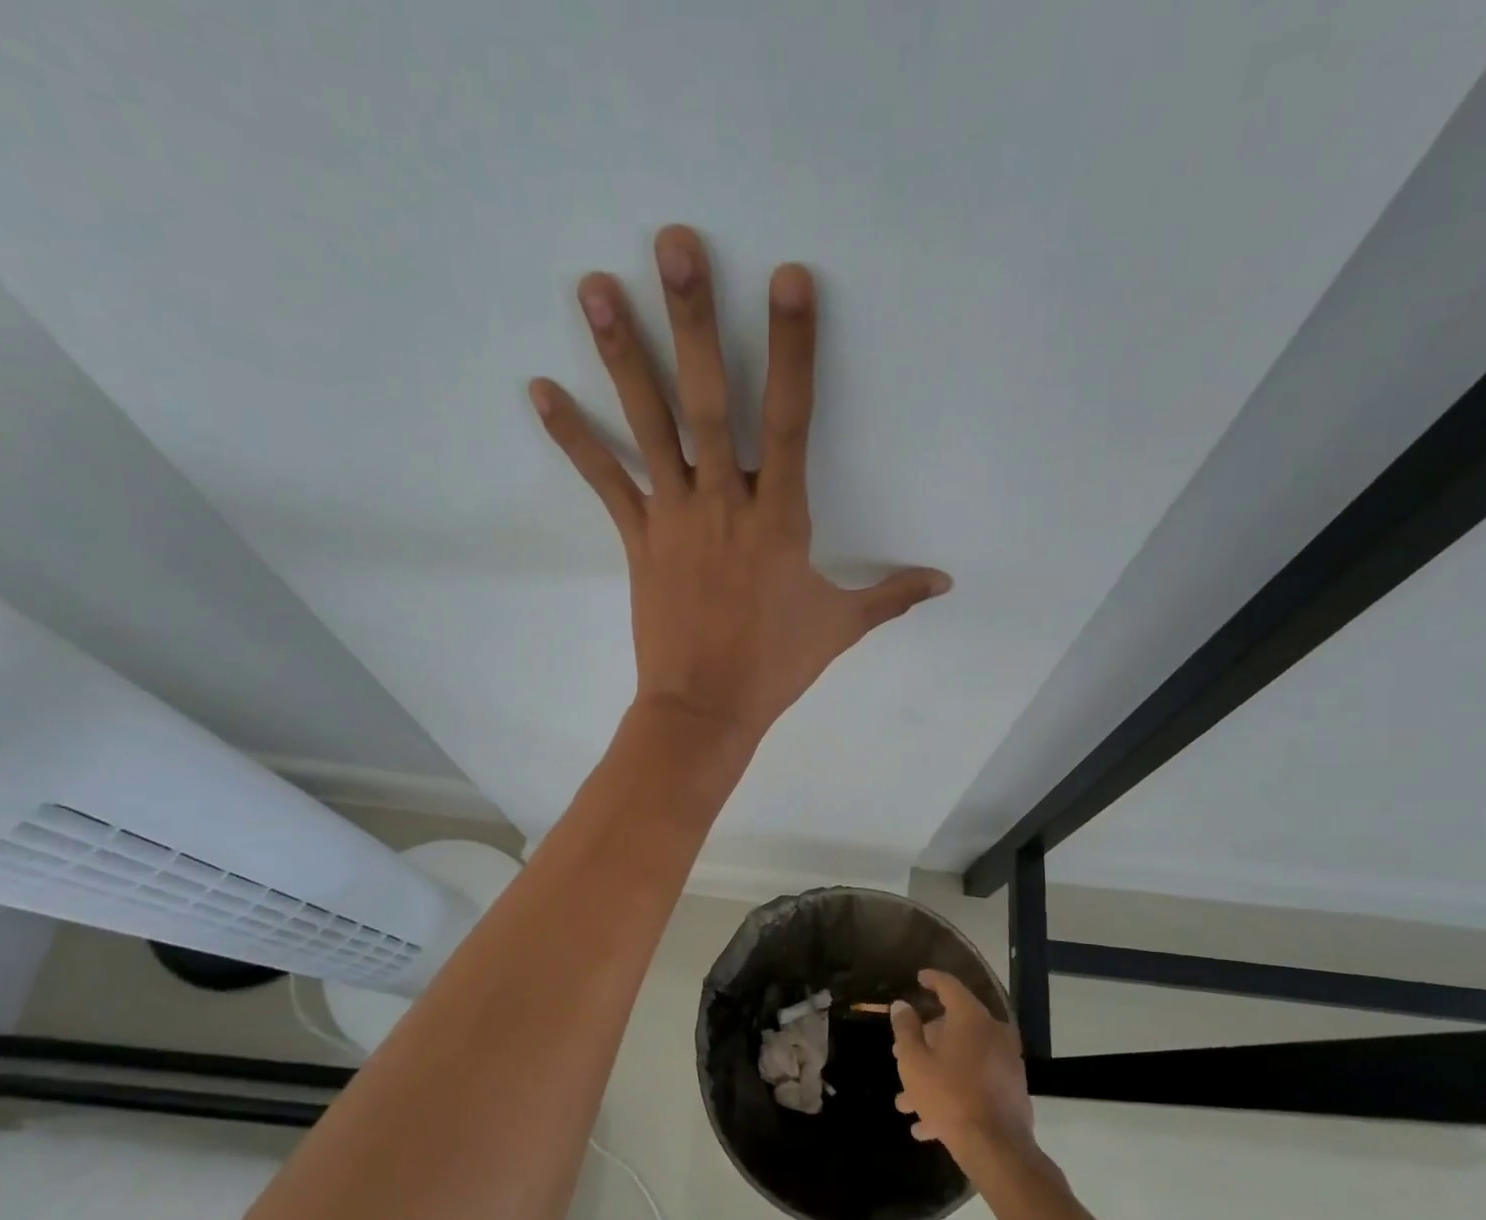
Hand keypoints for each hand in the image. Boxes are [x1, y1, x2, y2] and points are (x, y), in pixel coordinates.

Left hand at [529, 224, 950, 744]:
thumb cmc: (775, 666)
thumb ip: (893, 596)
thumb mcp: (842, 626)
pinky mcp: (638, 539)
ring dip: (622, 355)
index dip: (793, 348)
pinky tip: (540, 389)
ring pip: (650, 426)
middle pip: (710, 402)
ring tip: (593, 285)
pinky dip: (573, 437)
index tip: (788, 279)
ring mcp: (674, 518)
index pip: (792, 419)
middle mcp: (725, 504)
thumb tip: (946, 583)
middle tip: (673, 243)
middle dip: (693, 320)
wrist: (705, 710)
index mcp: (781, 519)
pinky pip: (604, 481)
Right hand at [891, 969, 1034, 1169]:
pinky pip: (975, 1082)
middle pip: (953, 1027)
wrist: (996, 1148)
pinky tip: (927, 1125)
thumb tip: (902, 1005)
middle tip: (901, 1054)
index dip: (932, 980)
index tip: (919, 978)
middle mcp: (993, 1033)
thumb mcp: (915, 1062)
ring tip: (907, 1102)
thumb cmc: (949, 1096)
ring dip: (934, 1075)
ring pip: (961, 1059)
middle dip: (924, 1043)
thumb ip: (905, 1029)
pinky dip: (952, 1092)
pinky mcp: (1011, 1090)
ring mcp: (1006, 1062)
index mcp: (971, 1018)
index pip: (949, 987)